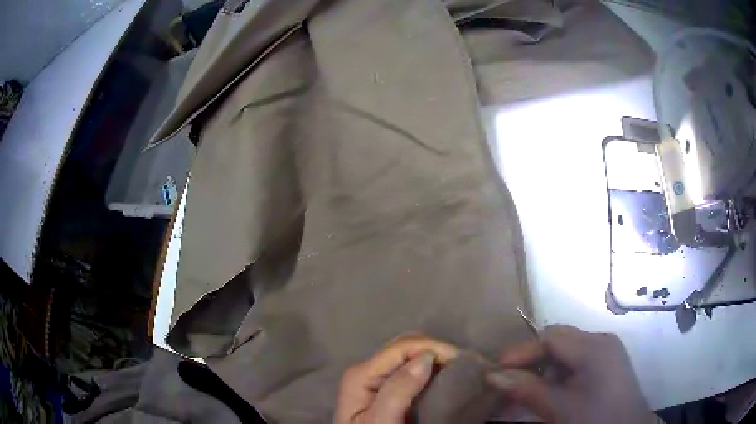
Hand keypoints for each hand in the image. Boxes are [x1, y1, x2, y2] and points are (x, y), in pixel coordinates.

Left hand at [335, 334, 458, 423]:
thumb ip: (398, 391)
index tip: (462, 363)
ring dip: (435, 357)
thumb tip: (426, 357)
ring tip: (459, 370)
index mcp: (361, 374)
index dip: (434, 349)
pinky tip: (444, 377)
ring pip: (410, 354)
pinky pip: (411, 368)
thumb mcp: (381, 421)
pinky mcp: (387, 388)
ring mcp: (377, 378)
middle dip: (436, 350)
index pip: (402, 346)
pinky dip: (431, 367)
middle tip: (464, 367)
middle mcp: (368, 370)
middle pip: (406, 345)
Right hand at [487, 325, 655, 423]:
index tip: (496, 372)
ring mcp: (607, 350)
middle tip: (510, 383)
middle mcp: (601, 341)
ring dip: (544, 370)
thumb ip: (527, 389)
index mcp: (593, 347)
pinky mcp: (608, 362)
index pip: (549, 336)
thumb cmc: (595, 419)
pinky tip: (552, 394)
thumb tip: (493, 375)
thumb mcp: (559, 408)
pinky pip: (576, 361)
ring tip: (530, 394)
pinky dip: (559, 375)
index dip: (521, 352)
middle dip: (531, 361)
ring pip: (565, 351)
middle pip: (557, 340)